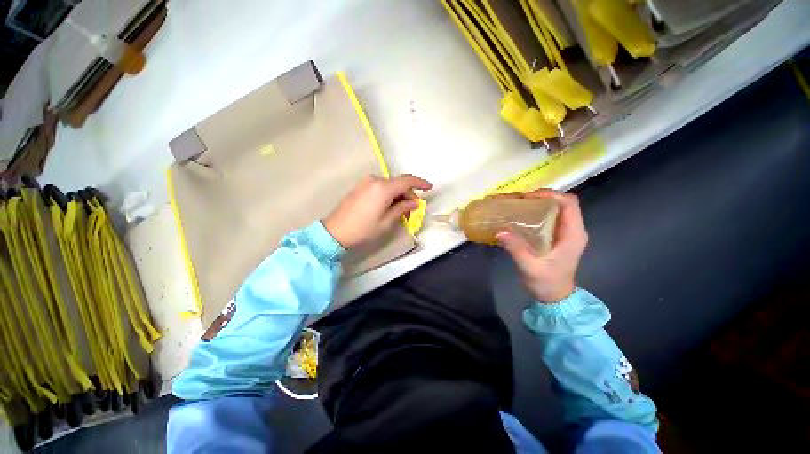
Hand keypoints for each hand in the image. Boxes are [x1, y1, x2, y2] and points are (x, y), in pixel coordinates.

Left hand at [324, 174, 432, 248]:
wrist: (335, 231)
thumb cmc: (363, 229)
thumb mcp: (386, 221)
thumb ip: (402, 208)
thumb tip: (414, 202)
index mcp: (383, 188)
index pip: (407, 181)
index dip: (420, 183)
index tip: (430, 188)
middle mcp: (375, 180)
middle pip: (398, 183)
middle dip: (408, 194)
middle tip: (413, 209)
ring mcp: (366, 182)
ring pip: (389, 185)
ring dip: (398, 195)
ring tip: (401, 210)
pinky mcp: (360, 186)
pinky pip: (380, 187)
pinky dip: (388, 194)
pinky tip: (389, 206)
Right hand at [496, 190, 587, 302]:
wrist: (555, 297)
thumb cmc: (546, 283)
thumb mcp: (530, 267)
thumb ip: (516, 249)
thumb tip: (500, 231)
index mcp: (573, 234)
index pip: (569, 203)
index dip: (550, 194)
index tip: (527, 197)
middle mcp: (572, 229)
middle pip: (561, 203)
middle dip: (540, 197)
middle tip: (517, 201)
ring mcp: (565, 233)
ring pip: (555, 209)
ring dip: (537, 204)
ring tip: (516, 205)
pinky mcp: (557, 237)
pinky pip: (548, 218)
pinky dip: (535, 213)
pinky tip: (520, 217)